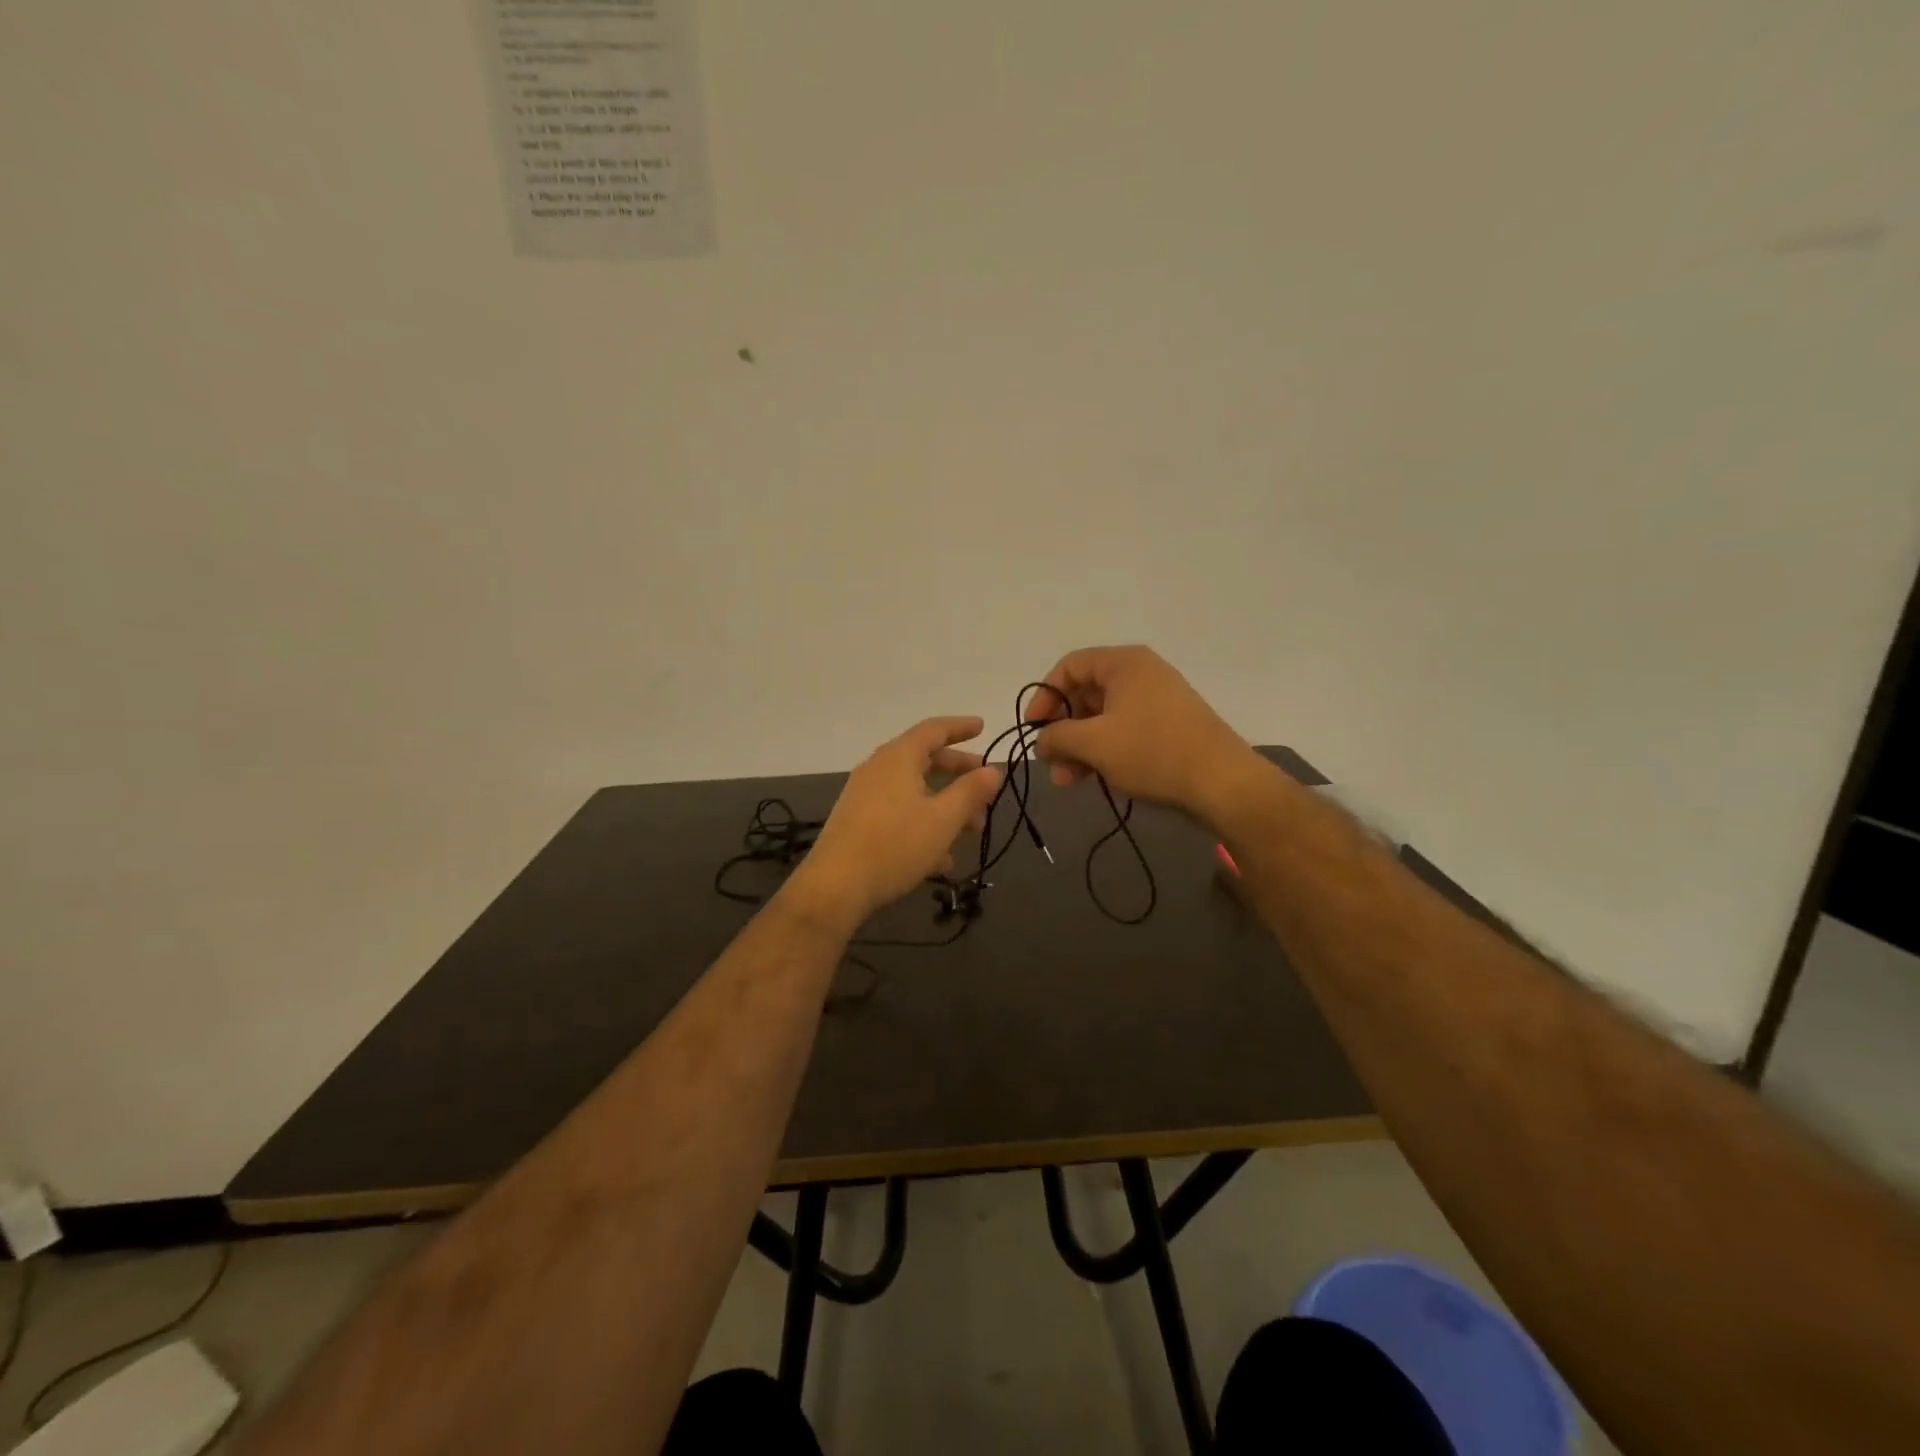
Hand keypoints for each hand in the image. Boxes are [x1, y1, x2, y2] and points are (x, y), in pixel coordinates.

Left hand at [787, 716, 1003, 927]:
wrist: (835, 886)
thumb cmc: (895, 845)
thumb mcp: (943, 819)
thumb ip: (971, 792)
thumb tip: (993, 770)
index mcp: (898, 758)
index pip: (934, 729)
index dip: (961, 727)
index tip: (982, 728)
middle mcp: (878, 769)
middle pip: (924, 760)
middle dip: (958, 772)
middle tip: (984, 785)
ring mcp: (864, 795)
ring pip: (913, 791)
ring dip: (945, 805)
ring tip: (972, 830)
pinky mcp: (857, 822)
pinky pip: (898, 813)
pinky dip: (923, 824)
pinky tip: (941, 859)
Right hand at [1025, 646, 1257, 823]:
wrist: (1222, 782)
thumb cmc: (1152, 751)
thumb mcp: (1094, 743)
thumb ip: (1057, 736)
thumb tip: (1041, 741)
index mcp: (1124, 663)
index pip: (1069, 667)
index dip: (1044, 696)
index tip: (1033, 729)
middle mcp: (1141, 674)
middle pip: (1085, 693)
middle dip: (1063, 730)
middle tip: (1051, 762)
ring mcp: (1157, 700)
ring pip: (1103, 718)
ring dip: (1080, 746)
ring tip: (1068, 780)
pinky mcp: (1168, 727)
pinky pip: (1124, 731)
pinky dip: (1104, 751)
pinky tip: (1093, 778)